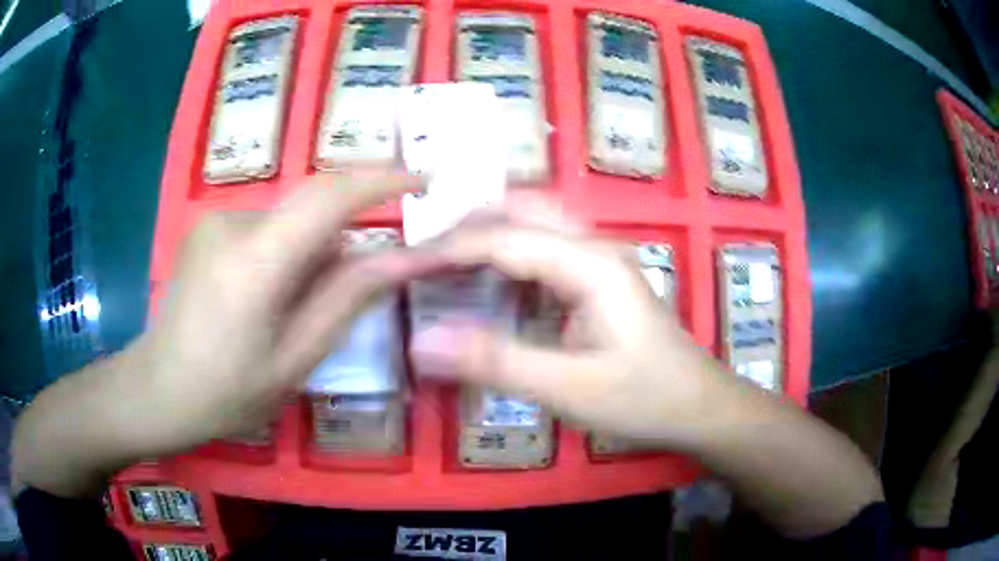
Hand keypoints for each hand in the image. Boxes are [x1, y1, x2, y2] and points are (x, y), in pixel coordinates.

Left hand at [138, 174, 434, 449]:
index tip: (424, 180)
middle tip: (347, 294)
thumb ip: (347, 300)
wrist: (156, 389)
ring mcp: (214, 220)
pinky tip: (261, 301)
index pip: (329, 197)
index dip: (382, 180)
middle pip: (311, 211)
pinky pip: (264, 230)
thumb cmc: (225, 392)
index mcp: (255, 262)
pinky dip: (281, 256)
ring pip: (288, 224)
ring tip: (290, 312)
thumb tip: (403, 256)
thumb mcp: (295, 360)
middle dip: (341, 243)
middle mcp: (232, 222)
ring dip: (307, 255)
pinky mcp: (206, 227)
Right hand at [409, 200, 730, 447]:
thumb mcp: (569, 388)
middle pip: (518, 210)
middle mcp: (592, 246)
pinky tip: (486, 287)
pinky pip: (541, 251)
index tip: (397, 268)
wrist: (699, 405)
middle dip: (463, 228)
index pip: (501, 238)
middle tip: (420, 261)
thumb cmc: (644, 398)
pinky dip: (504, 259)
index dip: (443, 250)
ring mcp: (597, 260)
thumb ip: (495, 362)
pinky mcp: (596, 279)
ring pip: (530, 224)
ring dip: (483, 237)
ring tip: (441, 268)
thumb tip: (421, 343)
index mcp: (589, 264)